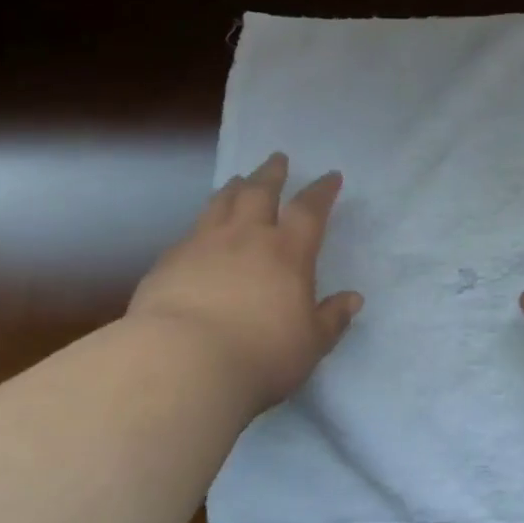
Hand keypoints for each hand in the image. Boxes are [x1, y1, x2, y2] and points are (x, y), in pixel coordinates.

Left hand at [127, 152, 361, 415]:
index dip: (322, 191)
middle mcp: (246, 237)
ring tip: (238, 180)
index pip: (309, 210)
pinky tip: (199, 231)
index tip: (330, 176)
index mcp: (287, 252)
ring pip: (221, 203)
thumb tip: (353, 299)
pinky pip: (190, 232)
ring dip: (234, 188)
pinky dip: (202, 223)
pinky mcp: (169, 262)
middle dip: (272, 173)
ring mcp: (203, 245)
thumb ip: (332, 318)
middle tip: (277, 158)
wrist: (183, 364)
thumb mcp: (311, 344)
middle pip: (259, 192)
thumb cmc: (260, 355)